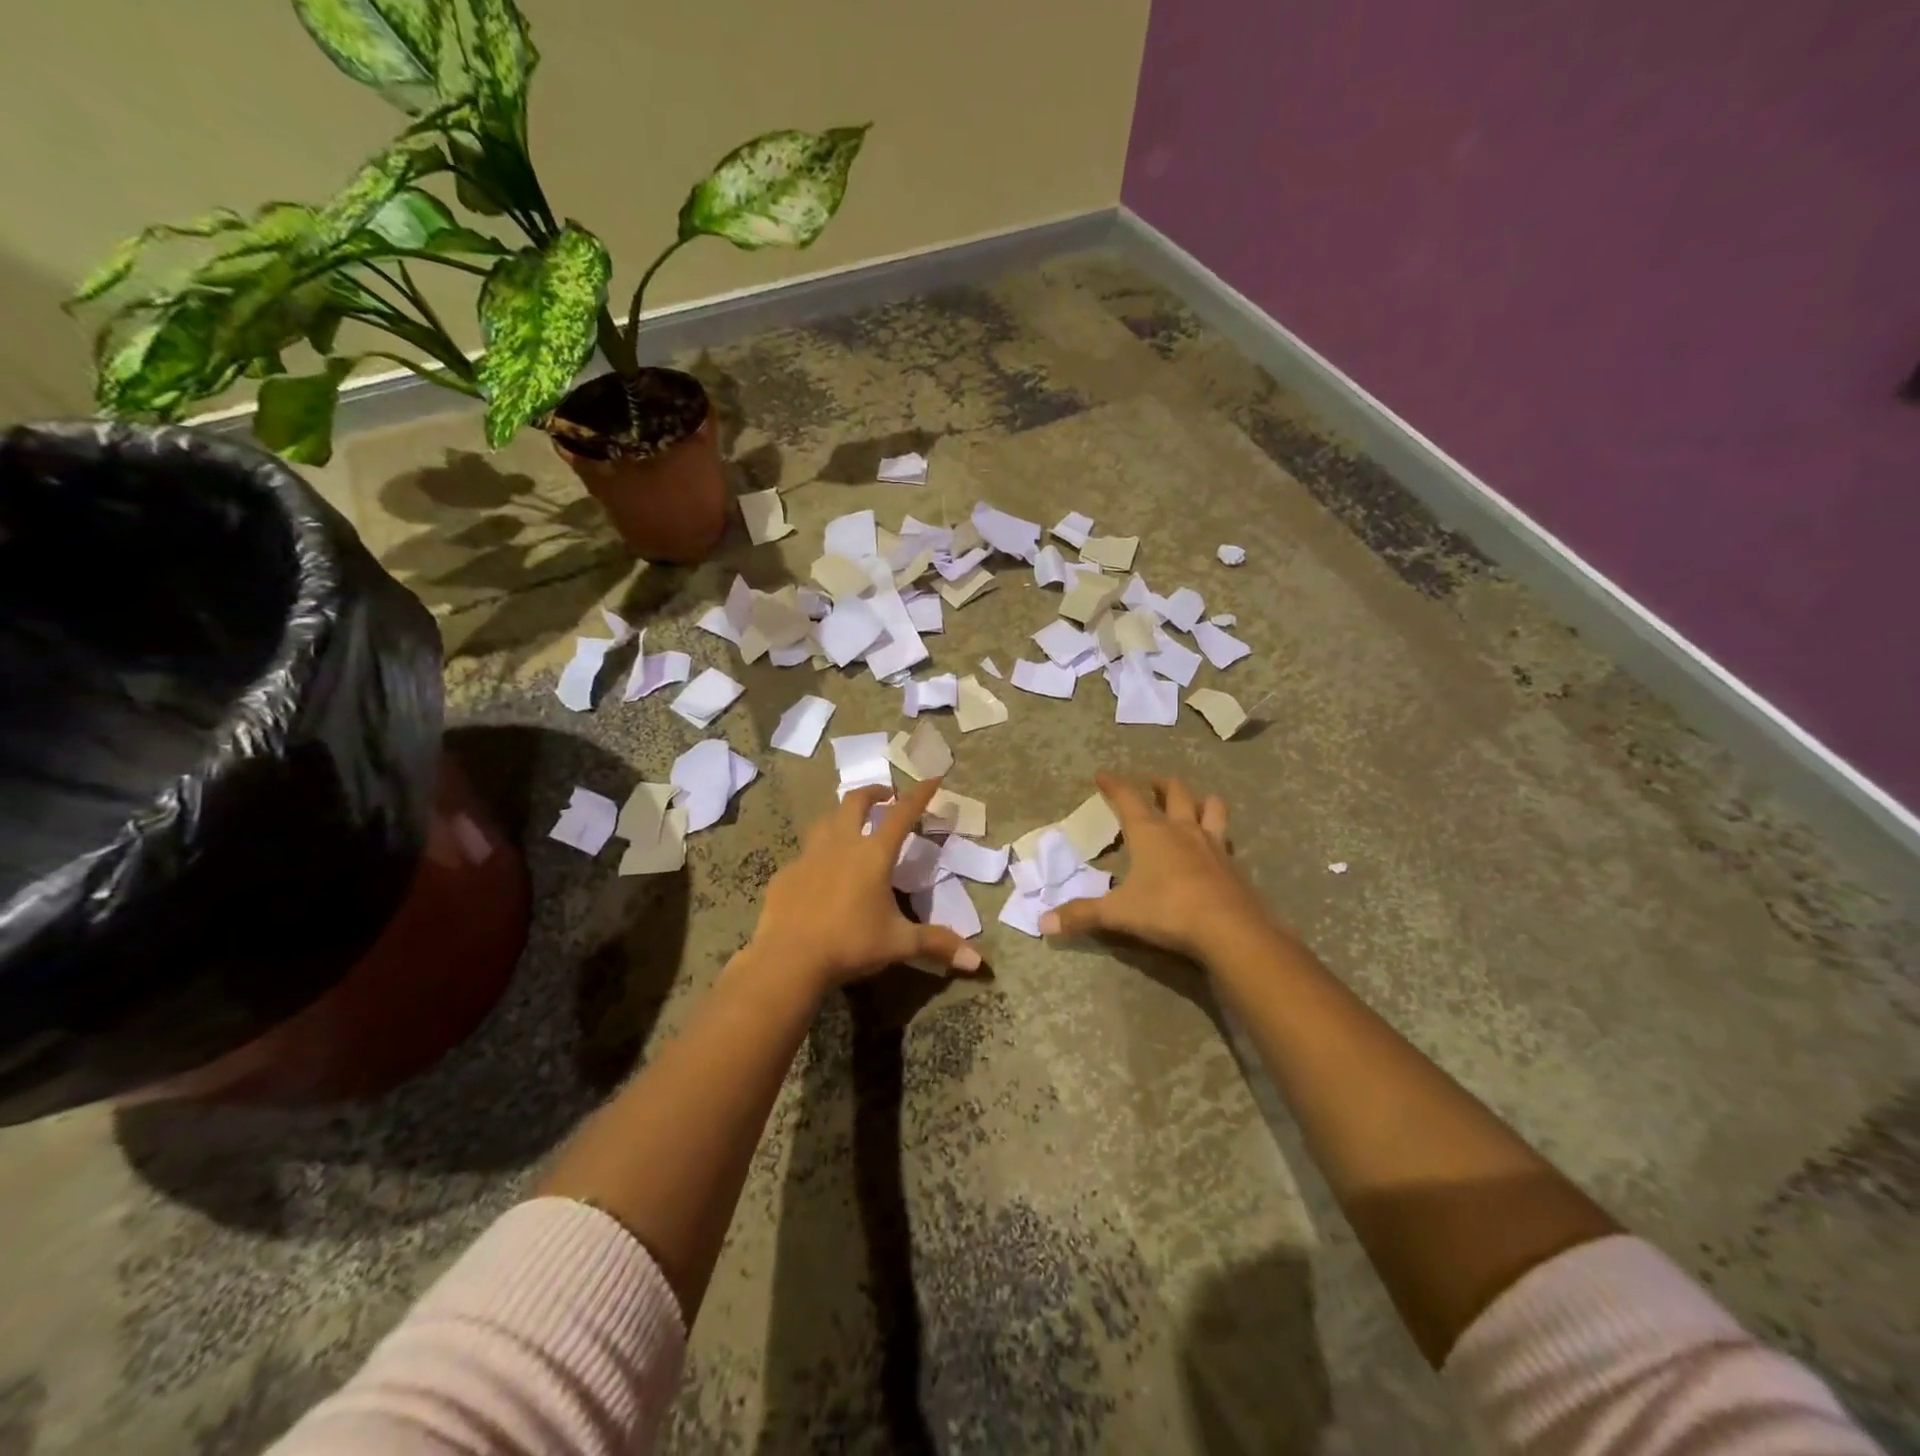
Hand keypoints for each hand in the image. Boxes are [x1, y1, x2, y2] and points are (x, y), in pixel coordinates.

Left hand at [747, 776, 983, 992]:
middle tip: (885, 796)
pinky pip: (804, 855)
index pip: (902, 814)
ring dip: (842, 815)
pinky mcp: (786, 874)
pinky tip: (819, 874)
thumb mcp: (899, 944)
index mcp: (873, 854)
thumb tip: (977, 961)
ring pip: (825, 820)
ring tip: (850, 825)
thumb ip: (937, 944)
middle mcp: (841, 845)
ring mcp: (809, 856)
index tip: (933, 778)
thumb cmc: (851, 944)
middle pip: (855, 801)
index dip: (920, 794)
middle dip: (873, 792)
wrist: (789, 959)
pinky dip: (817, 855)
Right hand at [1040, 772, 1276, 963]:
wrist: (1229, 929)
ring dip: (1200, 801)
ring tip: (1192, 804)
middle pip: (1175, 792)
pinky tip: (1213, 847)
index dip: (1113, 784)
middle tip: (1151, 784)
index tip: (1102, 774)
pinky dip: (1217, 835)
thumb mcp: (1117, 914)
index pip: (1128, 798)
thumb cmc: (1167, 910)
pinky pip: (1225, 839)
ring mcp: (1212, 845)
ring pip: (1211, 807)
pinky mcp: (1232, 865)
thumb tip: (1043, 923)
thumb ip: (1081, 915)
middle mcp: (1182, 830)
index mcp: (1150, 833)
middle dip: (1160, 784)